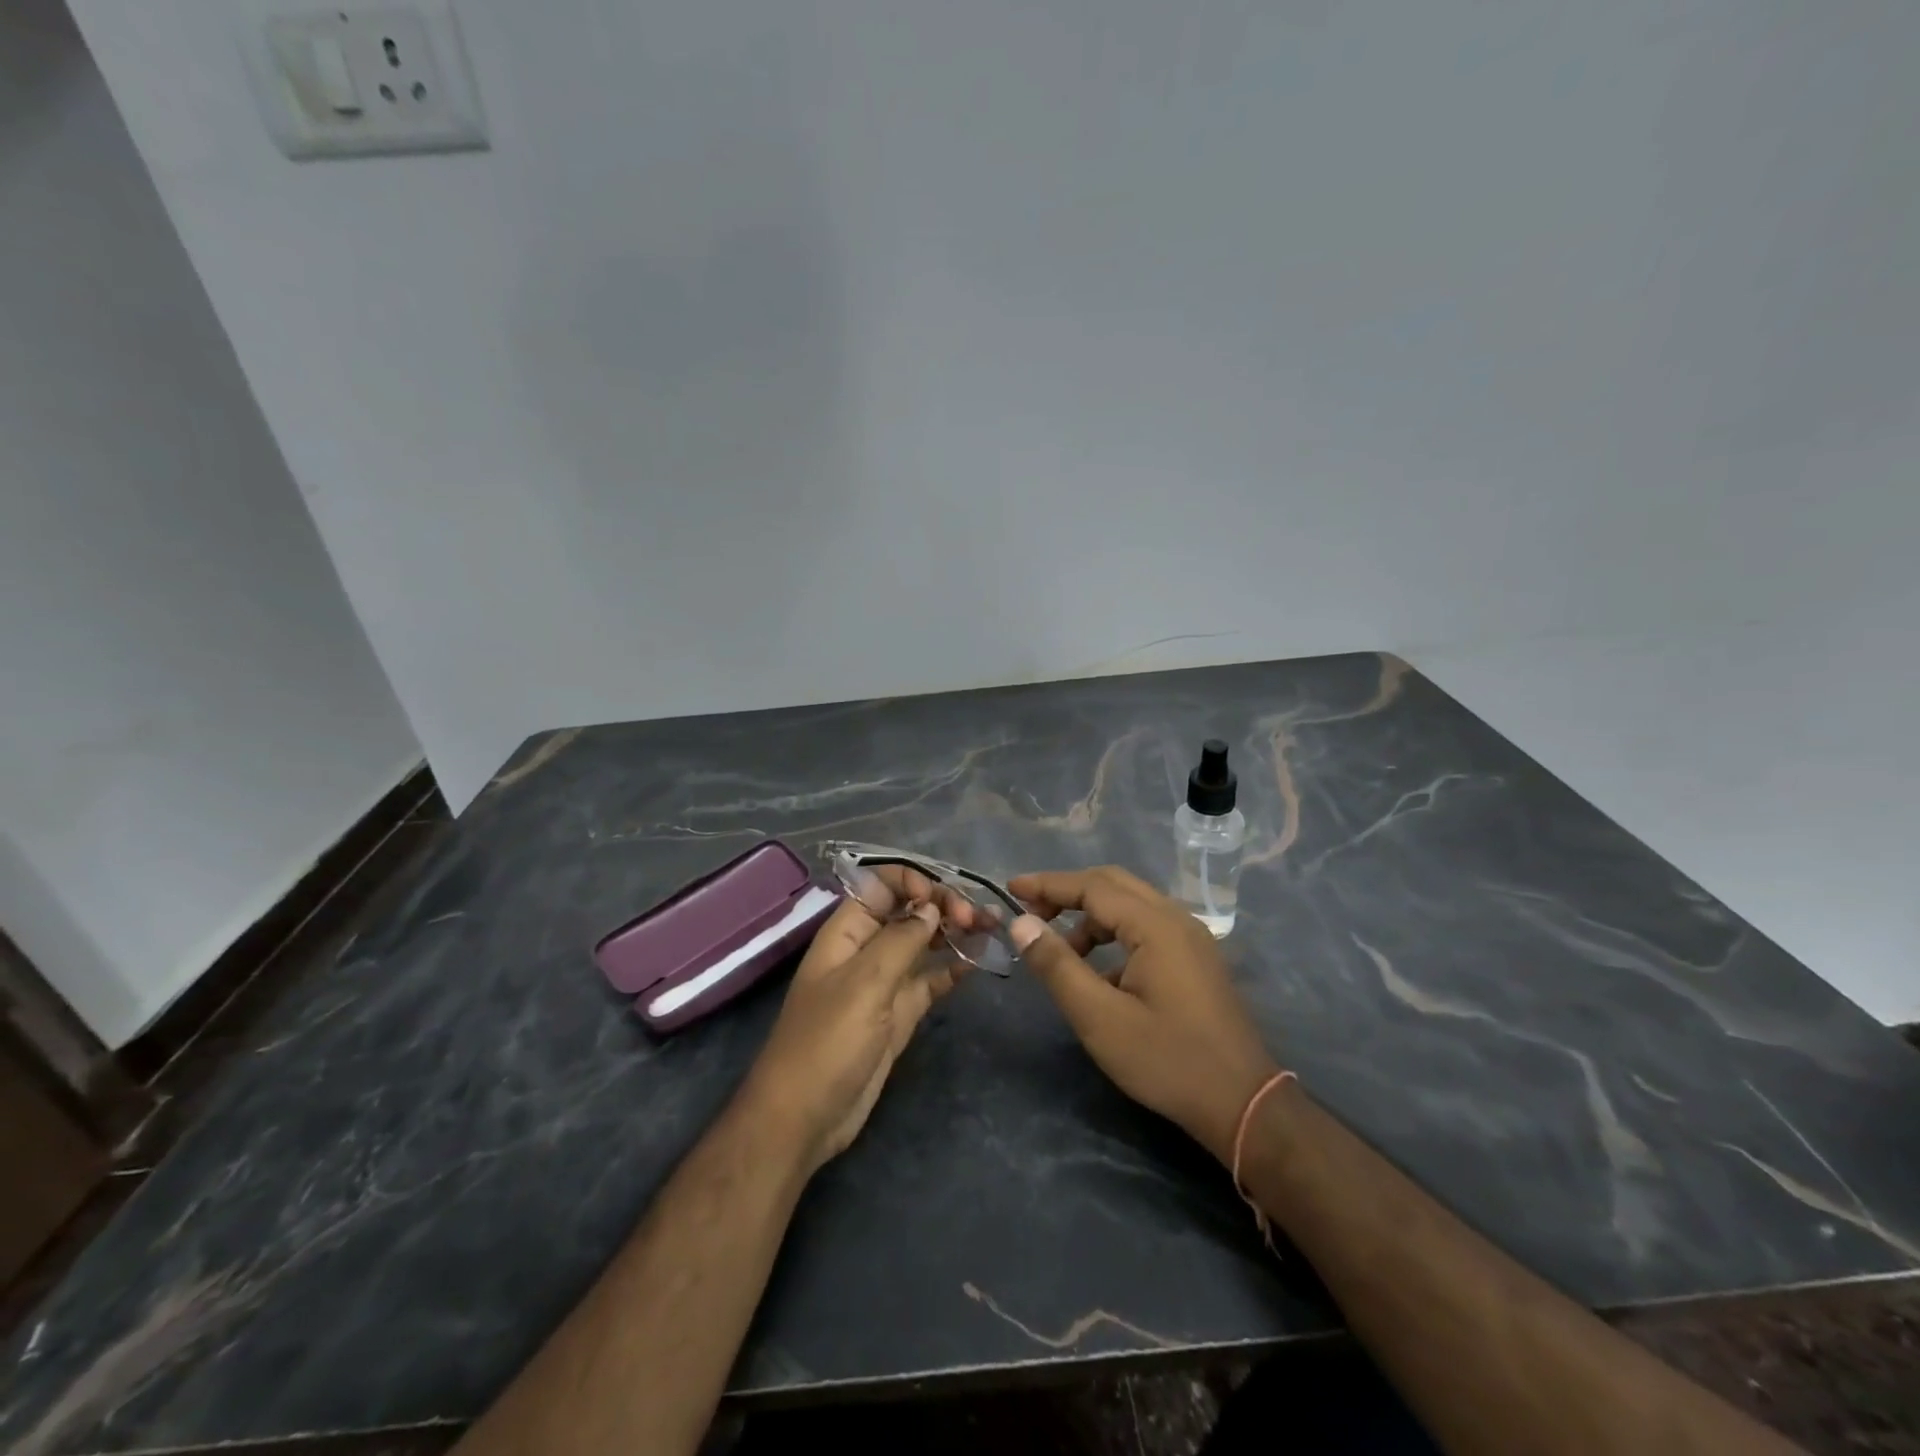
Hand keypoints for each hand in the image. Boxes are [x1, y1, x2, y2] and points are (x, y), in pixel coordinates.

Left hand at [743, 867, 973, 1172]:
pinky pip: (930, 980)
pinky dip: (953, 969)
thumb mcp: (864, 983)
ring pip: (924, 944)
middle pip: (908, 911)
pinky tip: (978, 962)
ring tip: (991, 927)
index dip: (912, 882)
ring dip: (954, 933)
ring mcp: (884, 982)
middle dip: (942, 905)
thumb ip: (901, 940)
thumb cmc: (827, 1042)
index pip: (881, 886)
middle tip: (977, 918)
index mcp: (847, 932)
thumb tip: (932, 907)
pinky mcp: (900, 1013)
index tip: (941, 899)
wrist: (804, 1118)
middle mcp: (866, 949)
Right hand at [1009, 867, 1278, 1164]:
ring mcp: (1191, 937)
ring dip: (1090, 916)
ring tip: (1060, 950)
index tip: (1010, 889)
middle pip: (1112, 884)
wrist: (1243, 1104)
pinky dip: (1114, 934)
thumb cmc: (1166, 1060)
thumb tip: (1021, 923)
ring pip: (1130, 905)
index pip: (1091, 886)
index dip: (1047, 885)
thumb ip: (1057, 965)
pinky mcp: (1196, 958)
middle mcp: (1176, 918)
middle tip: (1031, 914)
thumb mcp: (1099, 1017)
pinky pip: (1146, 926)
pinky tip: (1099, 973)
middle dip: (1067, 893)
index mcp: (1155, 925)